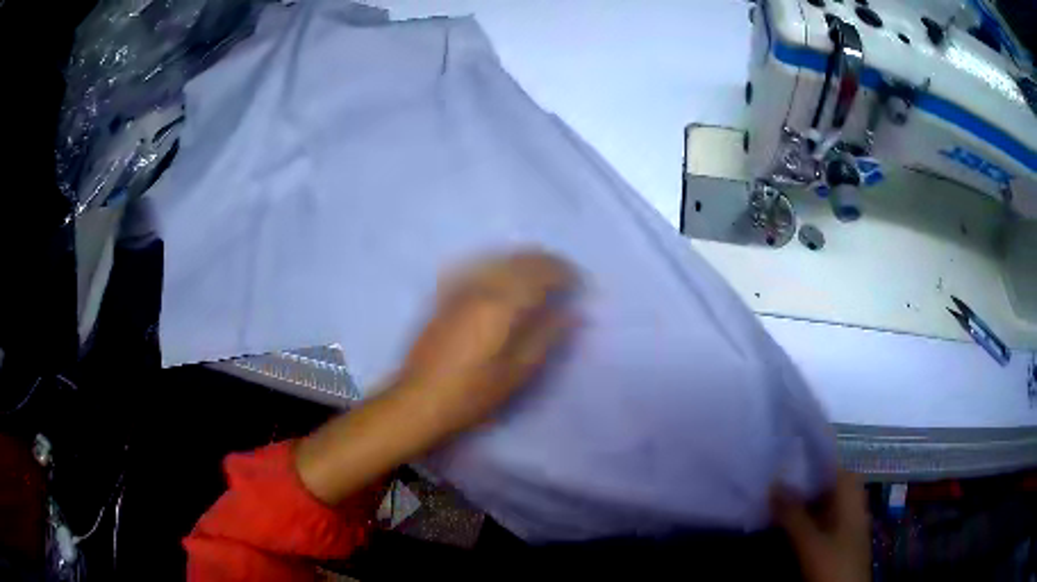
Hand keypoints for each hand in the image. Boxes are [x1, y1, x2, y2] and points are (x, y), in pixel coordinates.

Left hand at [295, 250, 577, 505]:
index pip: (541, 271)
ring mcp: (458, 288)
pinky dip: (499, 265)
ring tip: (541, 275)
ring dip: (524, 260)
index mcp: (501, 303)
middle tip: (565, 277)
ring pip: (498, 258)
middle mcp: (479, 286)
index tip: (580, 283)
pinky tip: (504, 277)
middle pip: (520, 258)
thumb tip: (573, 313)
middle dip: (547, 262)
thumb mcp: (518, 372)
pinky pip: (477, 266)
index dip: (565, 272)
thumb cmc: (472, 393)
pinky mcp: (444, 296)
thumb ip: (547, 335)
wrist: (418, 401)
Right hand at [772, 470, 871, 581]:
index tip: (788, 456)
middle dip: (804, 481)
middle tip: (775, 478)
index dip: (812, 459)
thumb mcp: (811, 542)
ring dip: (803, 501)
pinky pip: (822, 520)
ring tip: (776, 498)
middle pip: (828, 484)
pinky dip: (807, 518)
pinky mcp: (839, 540)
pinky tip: (789, 524)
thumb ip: (793, 515)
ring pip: (824, 503)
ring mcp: (847, 523)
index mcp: (852, 496)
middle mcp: (852, 504)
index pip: (834, 466)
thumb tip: (774, 483)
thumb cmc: (834, 564)